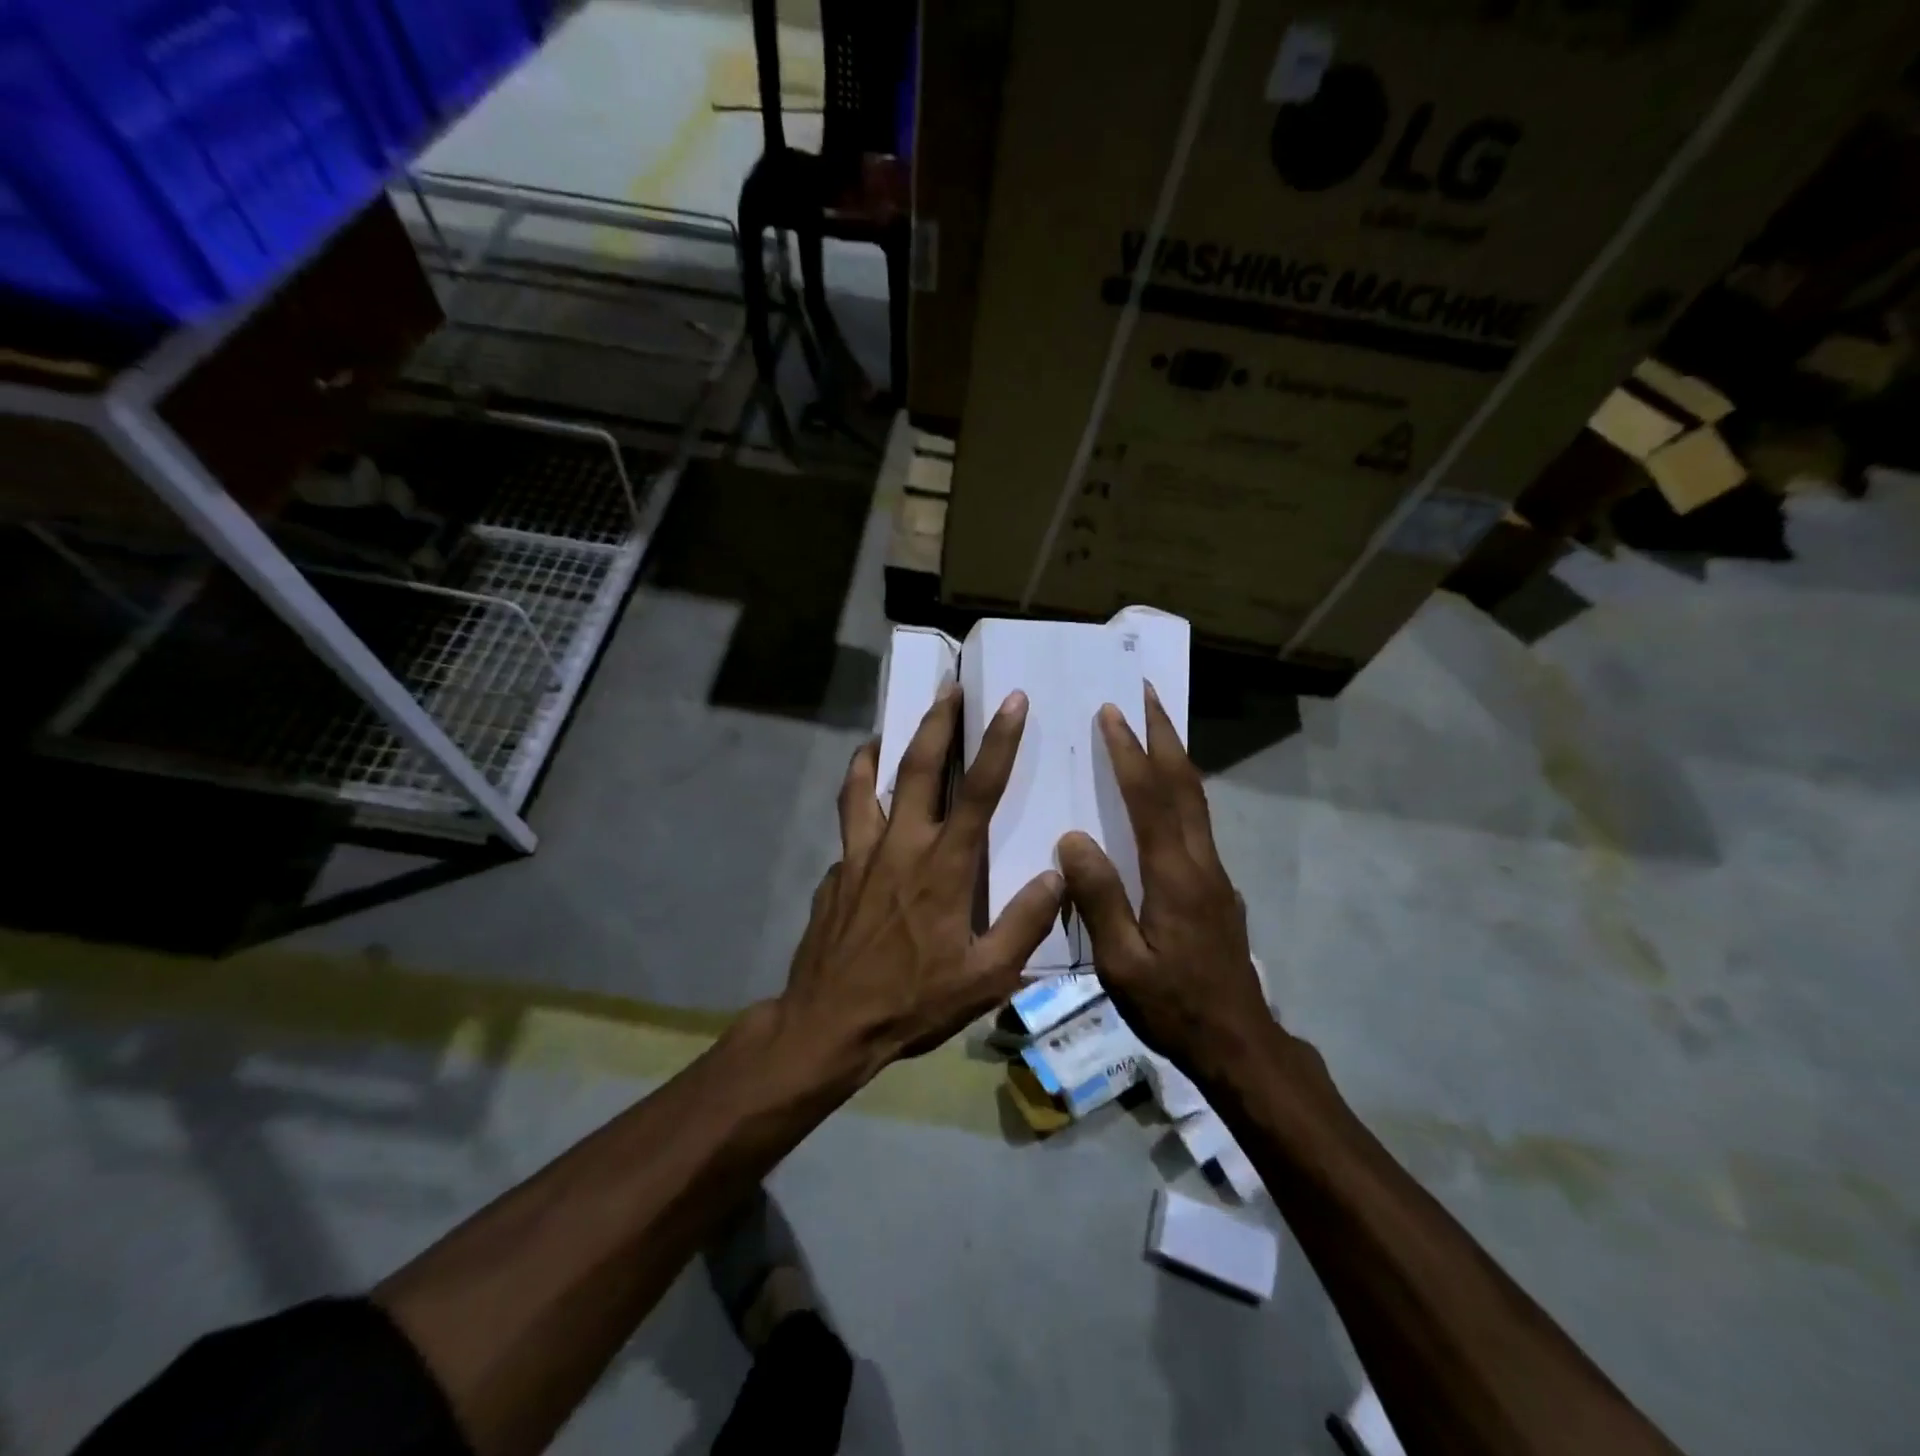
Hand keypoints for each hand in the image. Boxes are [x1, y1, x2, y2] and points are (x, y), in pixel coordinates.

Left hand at [778, 685, 1064, 1083]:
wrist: (829, 1024)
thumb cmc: (913, 1002)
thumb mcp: (986, 978)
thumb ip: (1025, 923)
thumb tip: (1058, 874)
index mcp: (943, 867)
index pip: (980, 791)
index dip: (998, 742)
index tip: (1010, 701)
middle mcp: (900, 846)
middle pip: (918, 769)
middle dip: (937, 722)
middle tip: (948, 688)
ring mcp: (860, 856)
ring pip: (865, 785)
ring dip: (877, 751)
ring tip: (882, 733)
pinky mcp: (835, 872)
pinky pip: (848, 826)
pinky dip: (858, 808)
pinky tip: (867, 817)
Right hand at [1056, 685, 1273, 1083]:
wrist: (1239, 1043)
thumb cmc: (1173, 1006)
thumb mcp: (1122, 963)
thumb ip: (1099, 898)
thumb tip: (1073, 839)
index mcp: (1173, 876)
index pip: (1149, 799)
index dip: (1130, 753)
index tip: (1112, 713)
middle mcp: (1200, 862)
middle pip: (1184, 785)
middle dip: (1165, 735)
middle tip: (1148, 693)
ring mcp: (1214, 874)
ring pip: (1196, 800)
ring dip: (1176, 757)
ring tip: (1157, 727)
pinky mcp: (1217, 888)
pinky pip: (1197, 823)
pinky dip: (1180, 790)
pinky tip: (1166, 795)